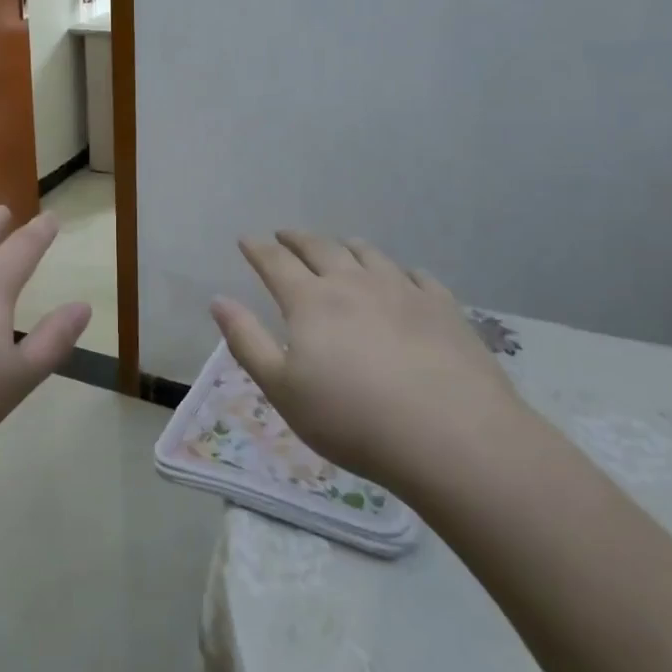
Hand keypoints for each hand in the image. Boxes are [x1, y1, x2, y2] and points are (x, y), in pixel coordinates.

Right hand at [210, 231, 526, 495]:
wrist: (452, 437)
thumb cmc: (352, 419)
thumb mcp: (282, 389)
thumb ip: (247, 341)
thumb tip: (219, 300)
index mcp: (310, 301)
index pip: (275, 262)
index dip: (257, 248)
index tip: (246, 239)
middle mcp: (353, 283)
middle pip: (320, 248)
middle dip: (298, 239)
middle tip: (286, 235)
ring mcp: (402, 290)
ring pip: (368, 254)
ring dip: (347, 246)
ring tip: (341, 246)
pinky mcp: (443, 307)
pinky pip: (417, 276)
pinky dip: (399, 271)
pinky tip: (402, 278)